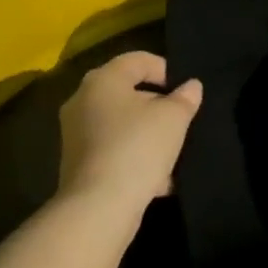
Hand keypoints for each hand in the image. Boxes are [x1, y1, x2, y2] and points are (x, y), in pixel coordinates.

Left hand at [56, 51, 203, 210]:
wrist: (99, 207)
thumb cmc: (137, 148)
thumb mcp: (173, 119)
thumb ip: (185, 98)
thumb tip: (191, 86)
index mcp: (102, 79)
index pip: (138, 60)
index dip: (166, 69)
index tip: (186, 90)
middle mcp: (83, 100)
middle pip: (128, 93)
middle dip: (158, 106)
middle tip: (183, 120)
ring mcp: (77, 134)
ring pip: (122, 125)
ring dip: (149, 136)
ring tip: (175, 152)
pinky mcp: (79, 163)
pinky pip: (114, 151)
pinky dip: (136, 159)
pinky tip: (160, 180)